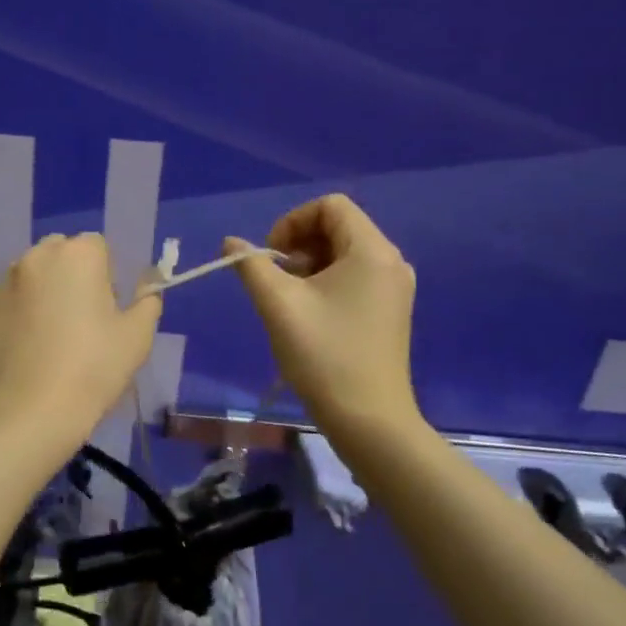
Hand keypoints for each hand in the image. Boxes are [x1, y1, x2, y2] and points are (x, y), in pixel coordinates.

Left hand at [0, 233, 161, 441]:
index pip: (96, 247)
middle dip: (67, 275)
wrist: (33, 412)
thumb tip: (145, 288)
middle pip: (56, 253)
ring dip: (36, 292)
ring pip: (24, 276)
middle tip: (76, 319)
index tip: (106, 308)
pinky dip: (7, 316)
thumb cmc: (95, 369)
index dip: (105, 274)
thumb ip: (146, 301)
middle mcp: (35, 257)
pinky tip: (17, 348)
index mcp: (78, 255)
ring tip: (43, 336)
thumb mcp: (138, 337)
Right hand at [228, 195, 419, 433]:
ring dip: (309, 265)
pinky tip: (310, 315)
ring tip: (289, 300)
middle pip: (339, 227)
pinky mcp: (391, 311)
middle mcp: (391, 261)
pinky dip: (327, 283)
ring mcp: (395, 288)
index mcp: (371, 251)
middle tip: (276, 280)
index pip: (330, 206)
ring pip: (345, 254)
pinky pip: (355, 277)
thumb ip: (250, 266)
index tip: (271, 258)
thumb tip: (231, 243)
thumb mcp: (278, 305)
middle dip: (299, 245)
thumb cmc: (323, 355)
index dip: (292, 221)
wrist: (368, 420)